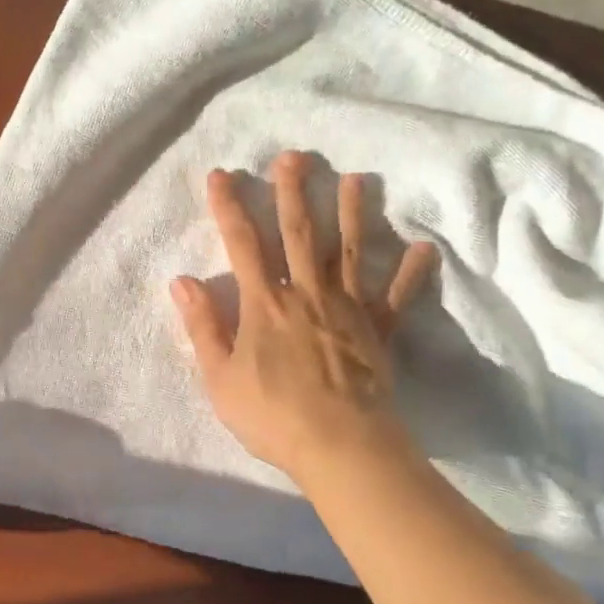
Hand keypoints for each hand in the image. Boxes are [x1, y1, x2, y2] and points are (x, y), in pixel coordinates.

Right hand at [171, 152, 436, 480]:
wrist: (339, 445)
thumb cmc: (272, 415)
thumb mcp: (220, 378)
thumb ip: (203, 326)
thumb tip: (181, 280)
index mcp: (264, 305)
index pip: (242, 245)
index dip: (229, 208)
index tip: (221, 175)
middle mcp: (306, 294)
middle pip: (298, 235)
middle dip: (292, 193)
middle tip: (294, 157)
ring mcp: (347, 309)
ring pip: (347, 252)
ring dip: (352, 213)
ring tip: (356, 179)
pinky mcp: (379, 331)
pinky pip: (396, 298)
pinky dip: (410, 274)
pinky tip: (423, 249)